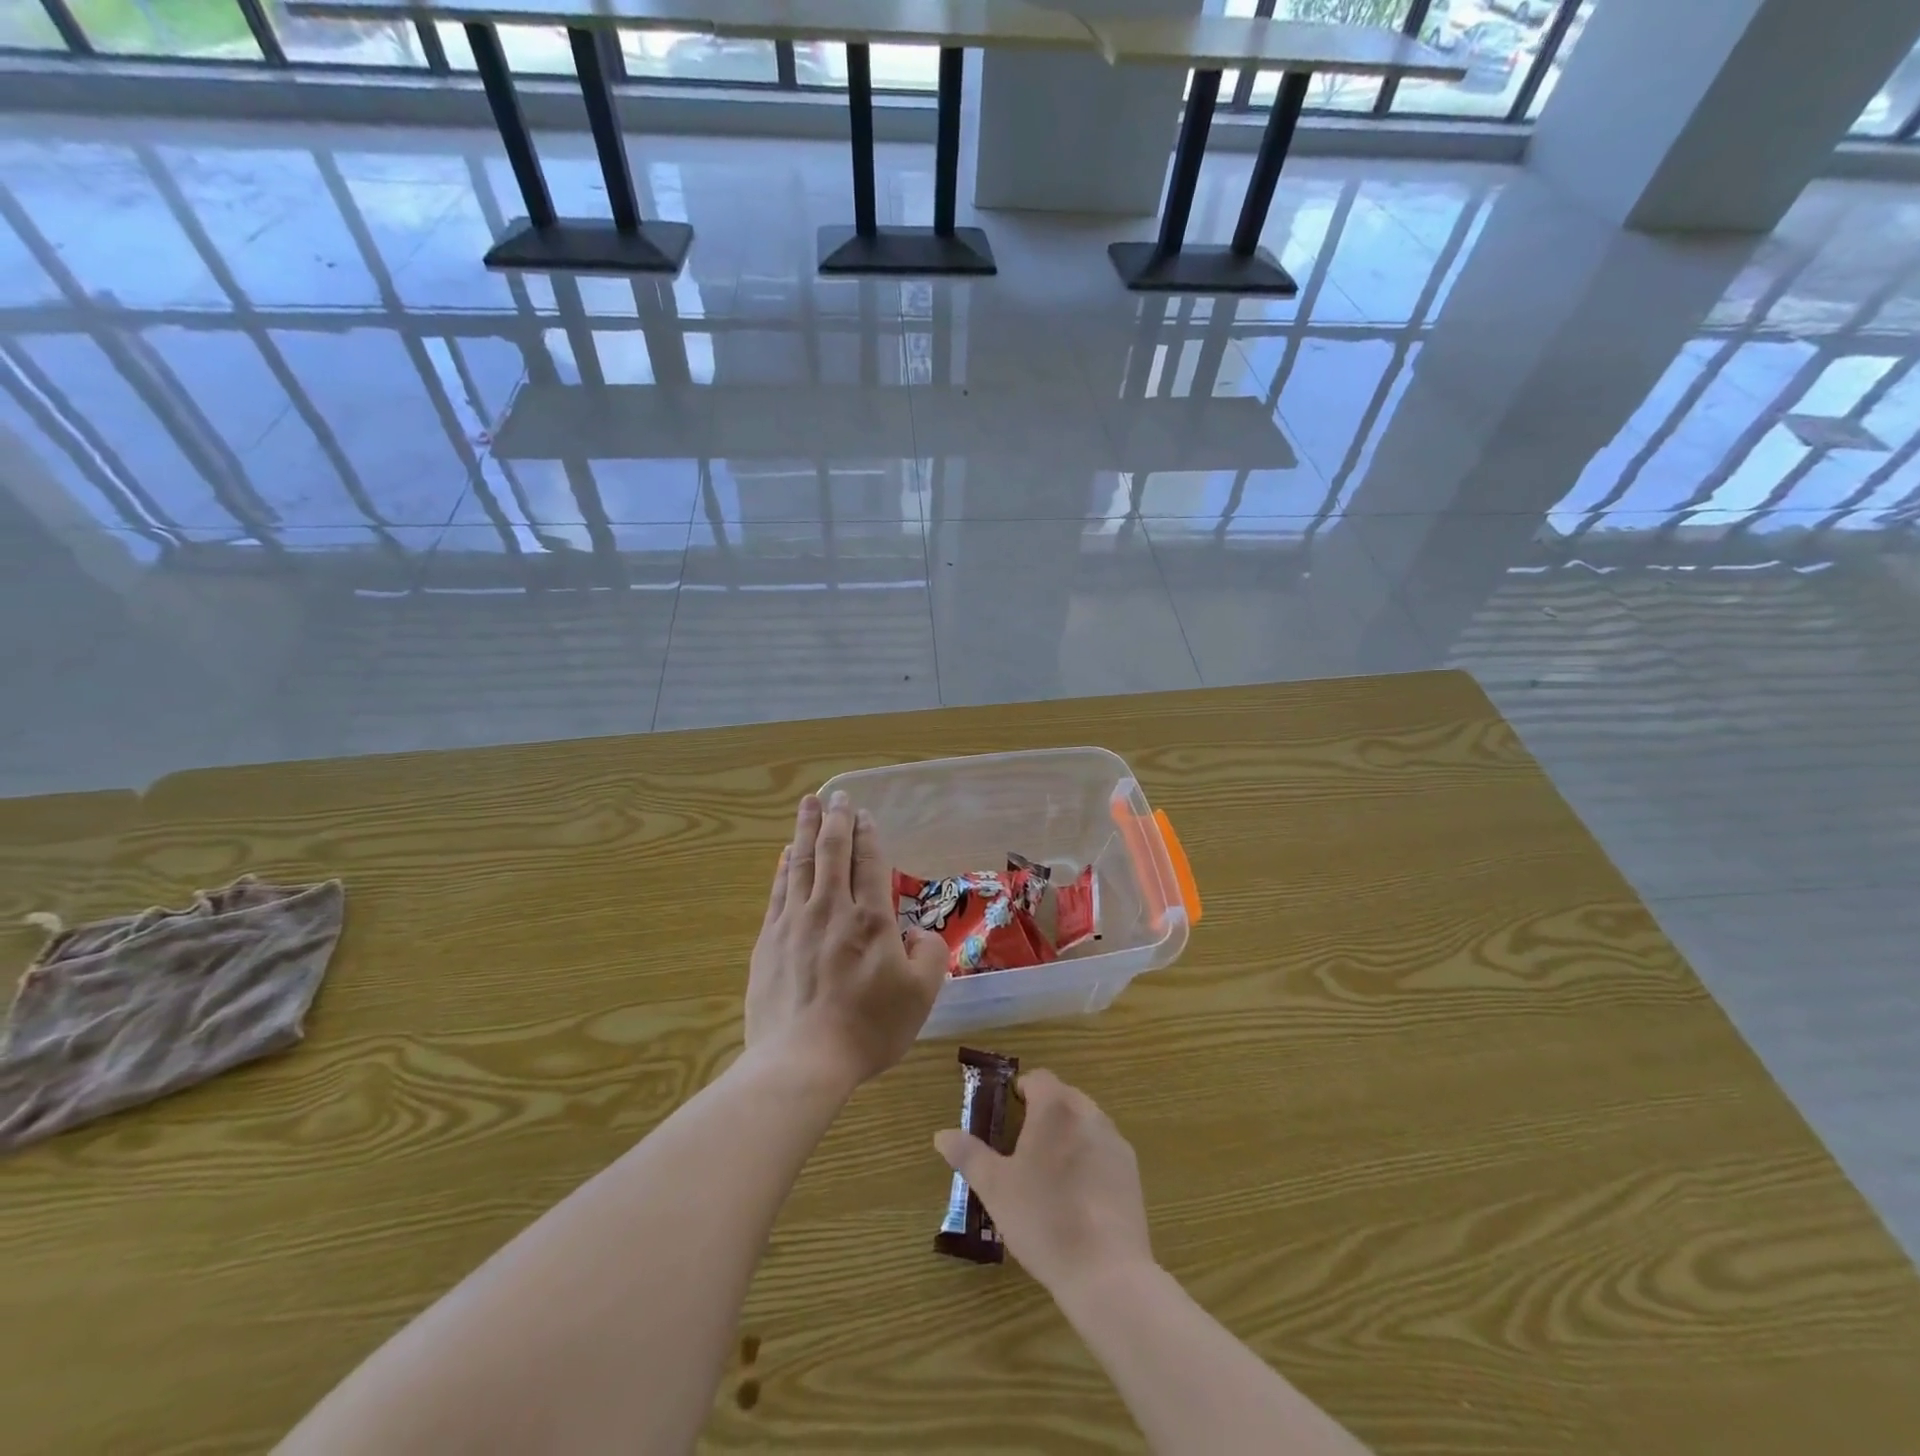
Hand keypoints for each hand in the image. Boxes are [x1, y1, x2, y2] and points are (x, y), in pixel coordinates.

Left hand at [747, 792, 948, 1088]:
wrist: (802, 1061)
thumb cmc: (868, 1028)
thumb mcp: (921, 996)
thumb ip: (929, 955)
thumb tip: (916, 932)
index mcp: (871, 920)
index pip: (869, 863)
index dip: (868, 835)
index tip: (865, 813)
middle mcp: (831, 910)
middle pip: (833, 852)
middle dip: (836, 819)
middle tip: (836, 795)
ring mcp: (794, 923)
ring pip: (802, 863)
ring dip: (806, 830)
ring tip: (808, 804)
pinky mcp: (769, 941)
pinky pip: (778, 891)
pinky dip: (784, 867)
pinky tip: (786, 854)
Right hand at [934, 1069, 1153, 1297]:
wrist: (1105, 1271)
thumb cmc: (1042, 1219)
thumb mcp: (994, 1188)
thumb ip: (968, 1154)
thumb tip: (941, 1135)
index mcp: (1055, 1108)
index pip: (1037, 1078)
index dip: (1020, 1092)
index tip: (1007, 1118)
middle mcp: (1089, 1113)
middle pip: (1063, 1097)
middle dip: (1043, 1114)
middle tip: (1022, 1149)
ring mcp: (1114, 1141)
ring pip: (1085, 1122)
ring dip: (1067, 1134)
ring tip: (1049, 1174)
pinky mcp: (1131, 1170)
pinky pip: (1103, 1149)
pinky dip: (1089, 1158)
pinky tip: (1078, 1196)